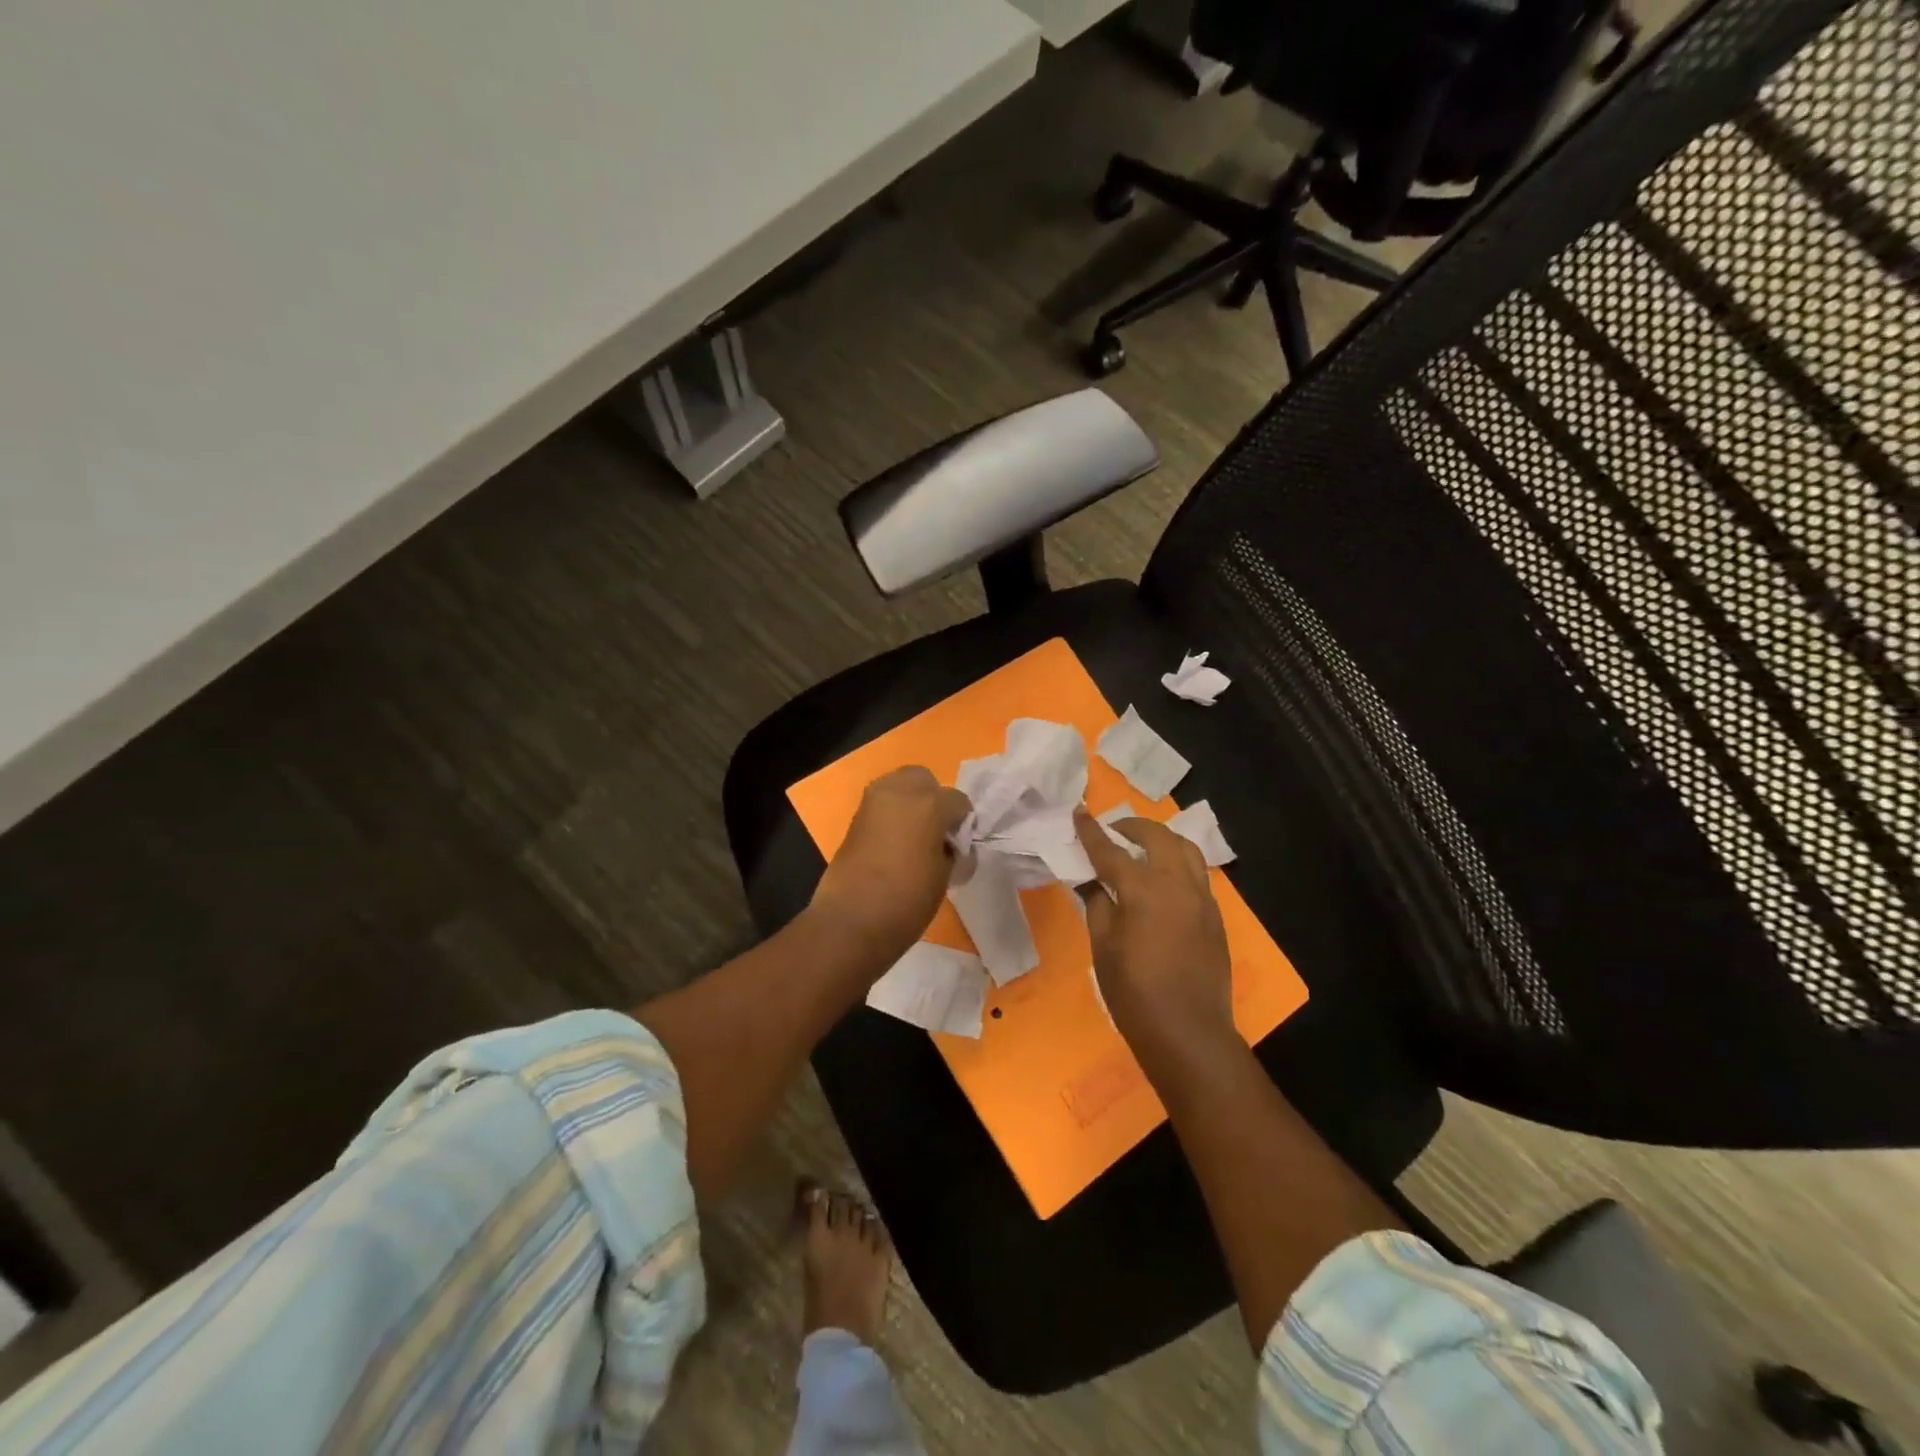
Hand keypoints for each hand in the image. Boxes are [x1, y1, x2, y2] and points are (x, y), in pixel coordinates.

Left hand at [811, 766, 970, 963]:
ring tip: (914, 837)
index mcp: (930, 804)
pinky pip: (881, 804)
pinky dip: (891, 815)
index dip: (963, 824)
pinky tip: (895, 843)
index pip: (958, 802)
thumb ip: (952, 852)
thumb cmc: (907, 901)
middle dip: (934, 799)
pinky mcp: (855, 817)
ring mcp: (873, 801)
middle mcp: (900, 791)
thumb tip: (952, 847)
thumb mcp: (944, 877)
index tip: (960, 847)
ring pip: (899, 785)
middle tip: (936, 832)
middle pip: (924, 780)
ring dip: (910, 803)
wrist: (851, 921)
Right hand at [1073, 808, 1234, 1062]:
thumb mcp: (1103, 947)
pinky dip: (1178, 863)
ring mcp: (1202, 898)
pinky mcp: (1215, 915)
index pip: (1110, 850)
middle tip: (1113, 832)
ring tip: (1143, 848)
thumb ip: (1097, 904)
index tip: (1080, 812)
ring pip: (1186, 849)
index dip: (1092, 831)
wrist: (1188, 1032)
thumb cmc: (1134, 993)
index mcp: (1143, 890)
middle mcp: (1177, 884)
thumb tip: (1091, 881)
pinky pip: (1197, 873)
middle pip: (1157, 837)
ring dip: (1162, 840)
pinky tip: (1163, 880)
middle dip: (1133, 827)